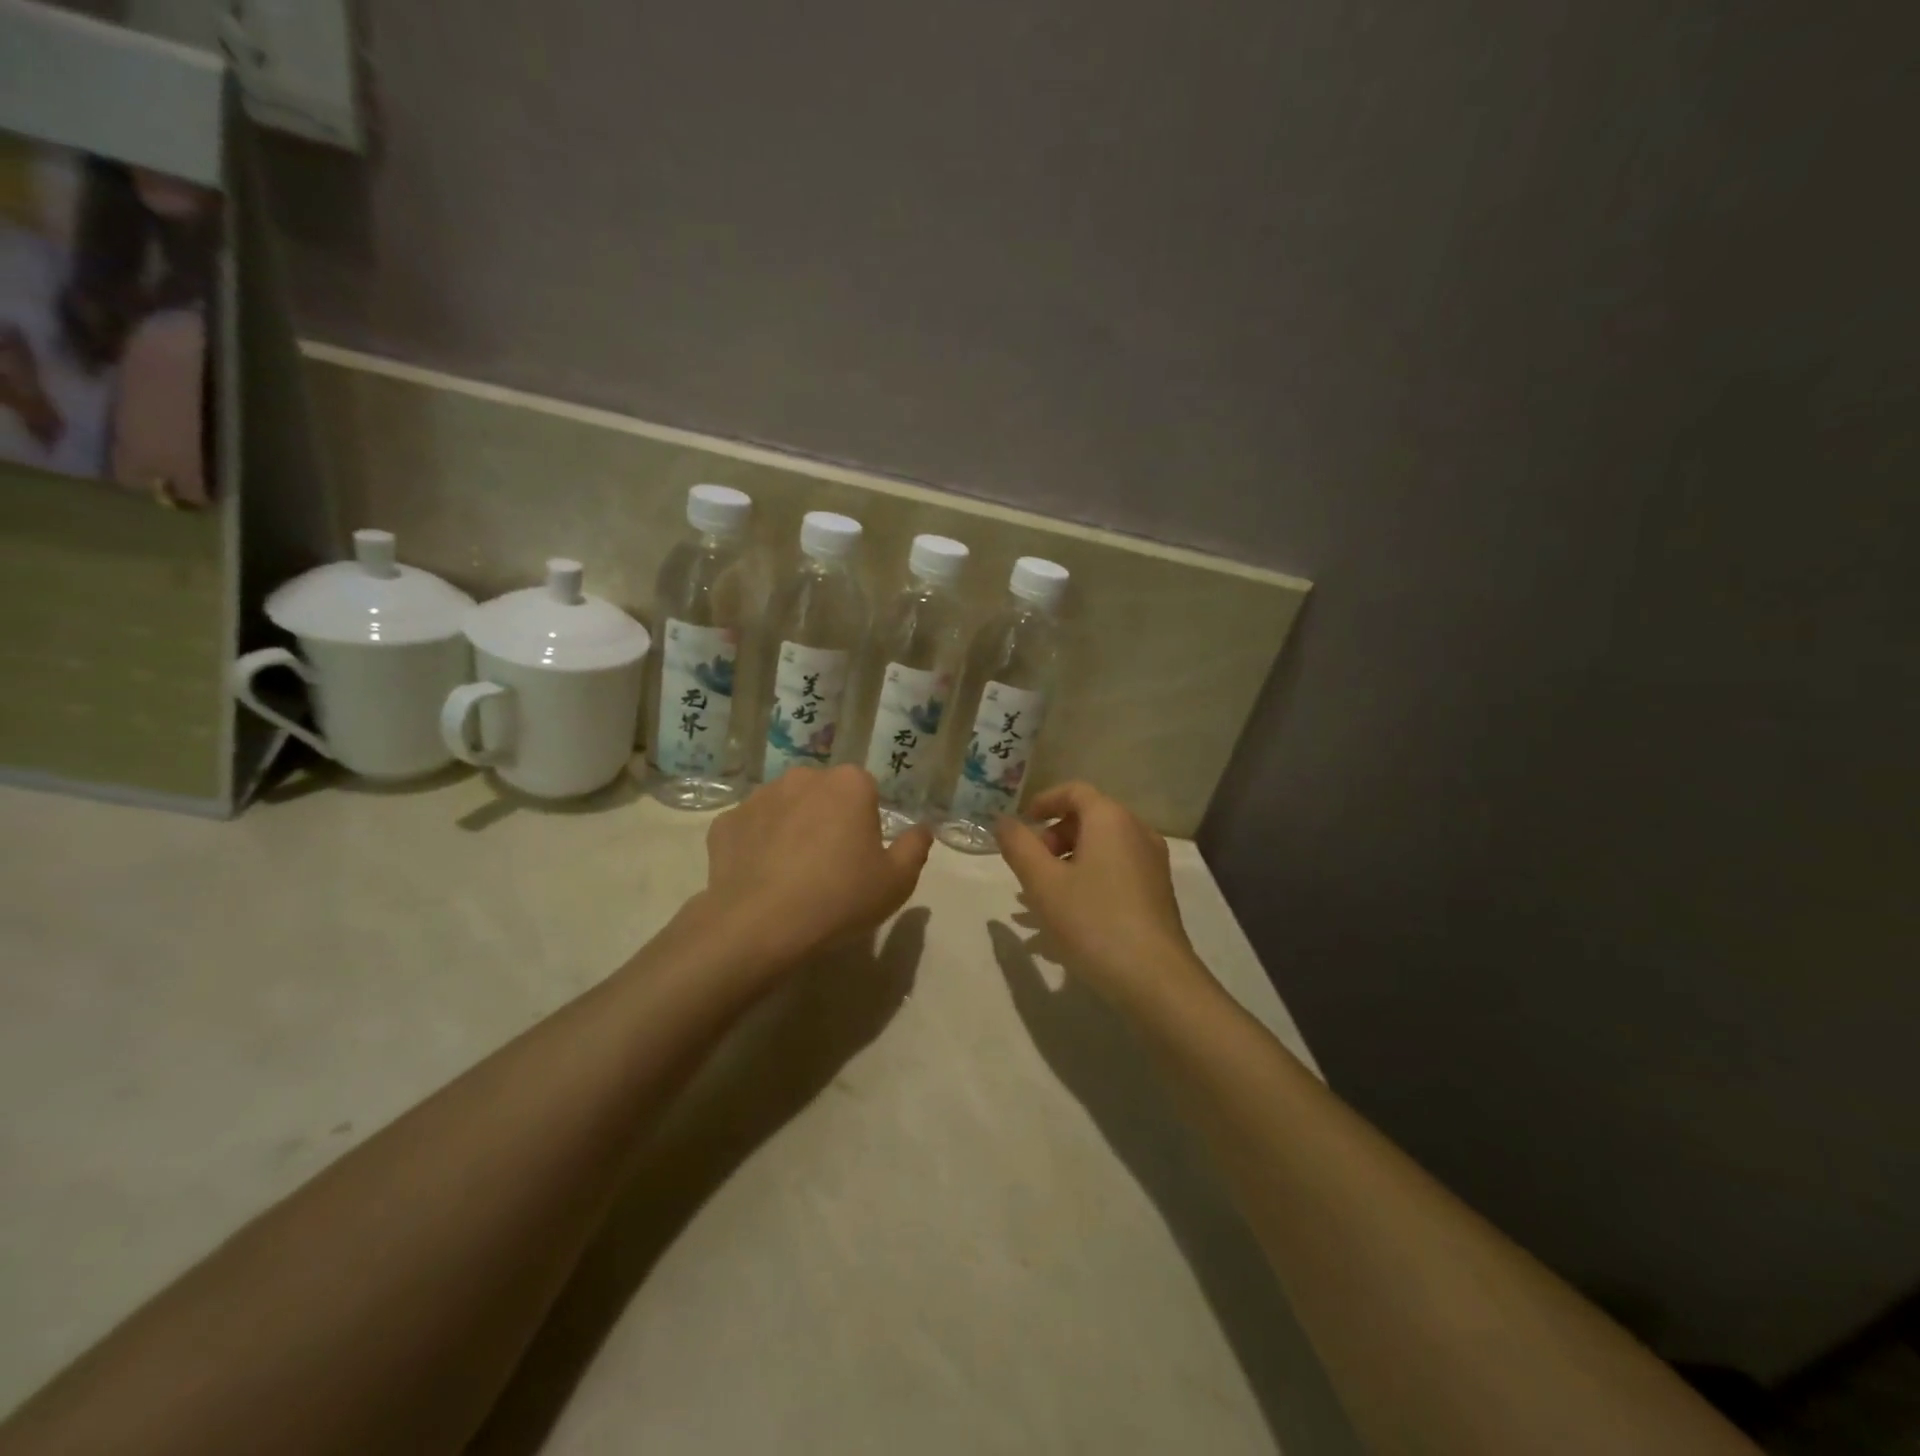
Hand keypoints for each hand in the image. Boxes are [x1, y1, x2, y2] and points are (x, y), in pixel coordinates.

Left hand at [699, 766, 932, 968]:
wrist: (761, 926)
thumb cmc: (840, 898)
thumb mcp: (896, 882)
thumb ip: (915, 848)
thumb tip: (922, 829)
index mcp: (849, 784)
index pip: (866, 792)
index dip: (866, 825)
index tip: (861, 858)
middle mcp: (803, 777)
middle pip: (823, 795)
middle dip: (827, 820)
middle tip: (829, 866)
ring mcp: (759, 798)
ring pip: (785, 808)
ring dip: (791, 829)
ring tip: (791, 875)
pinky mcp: (726, 823)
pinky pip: (750, 830)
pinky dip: (756, 846)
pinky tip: (761, 879)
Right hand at [995, 782, 1211, 1010]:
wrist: (1154, 978)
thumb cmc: (1092, 921)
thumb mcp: (1043, 883)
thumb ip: (1018, 846)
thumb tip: (1003, 821)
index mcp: (1111, 819)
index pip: (1074, 791)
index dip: (1043, 802)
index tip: (1021, 825)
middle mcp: (1137, 832)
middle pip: (1088, 819)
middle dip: (1052, 839)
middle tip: (1029, 868)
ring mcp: (1151, 864)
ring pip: (1100, 850)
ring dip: (1066, 864)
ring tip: (1038, 900)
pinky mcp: (1156, 893)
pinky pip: (1115, 872)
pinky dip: (1087, 881)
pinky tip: (1066, 919)